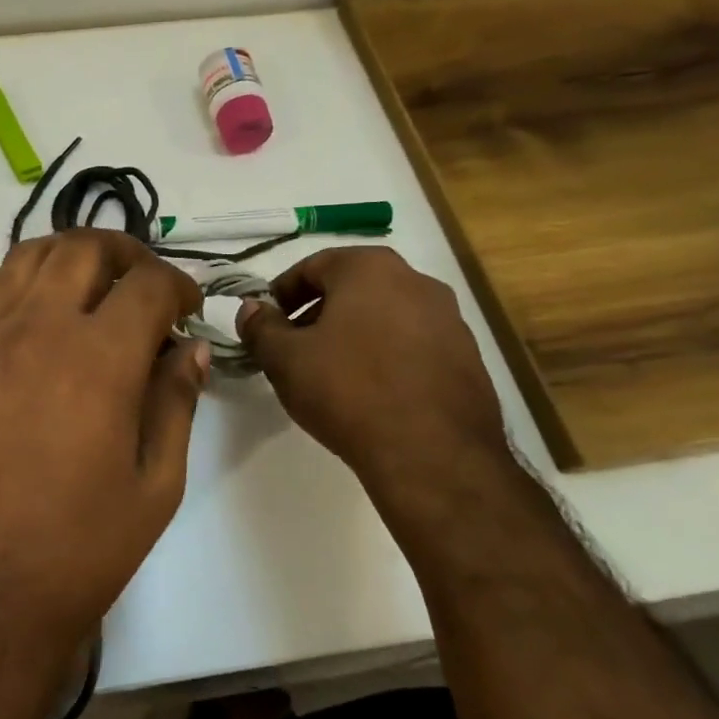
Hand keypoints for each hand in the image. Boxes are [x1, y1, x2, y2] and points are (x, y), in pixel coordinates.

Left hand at [0, 230, 207, 678]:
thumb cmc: (76, 554)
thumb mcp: (154, 487)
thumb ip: (175, 403)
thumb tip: (189, 350)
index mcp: (99, 359)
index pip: (149, 283)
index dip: (179, 285)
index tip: (187, 310)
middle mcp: (36, 329)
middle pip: (84, 248)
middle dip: (126, 254)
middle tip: (142, 286)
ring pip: (26, 256)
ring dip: (68, 258)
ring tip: (87, 287)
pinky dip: (9, 281)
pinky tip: (24, 307)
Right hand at [237, 247, 510, 509]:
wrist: (432, 453)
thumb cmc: (348, 391)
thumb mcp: (285, 359)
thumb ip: (261, 328)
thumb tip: (251, 309)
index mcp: (370, 269)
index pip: (313, 266)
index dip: (281, 293)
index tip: (266, 323)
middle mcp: (416, 281)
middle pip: (352, 288)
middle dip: (317, 314)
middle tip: (293, 349)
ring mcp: (449, 320)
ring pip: (384, 316)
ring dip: (352, 335)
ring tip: (331, 375)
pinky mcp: (467, 358)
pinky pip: (412, 345)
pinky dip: (386, 357)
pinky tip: (370, 393)